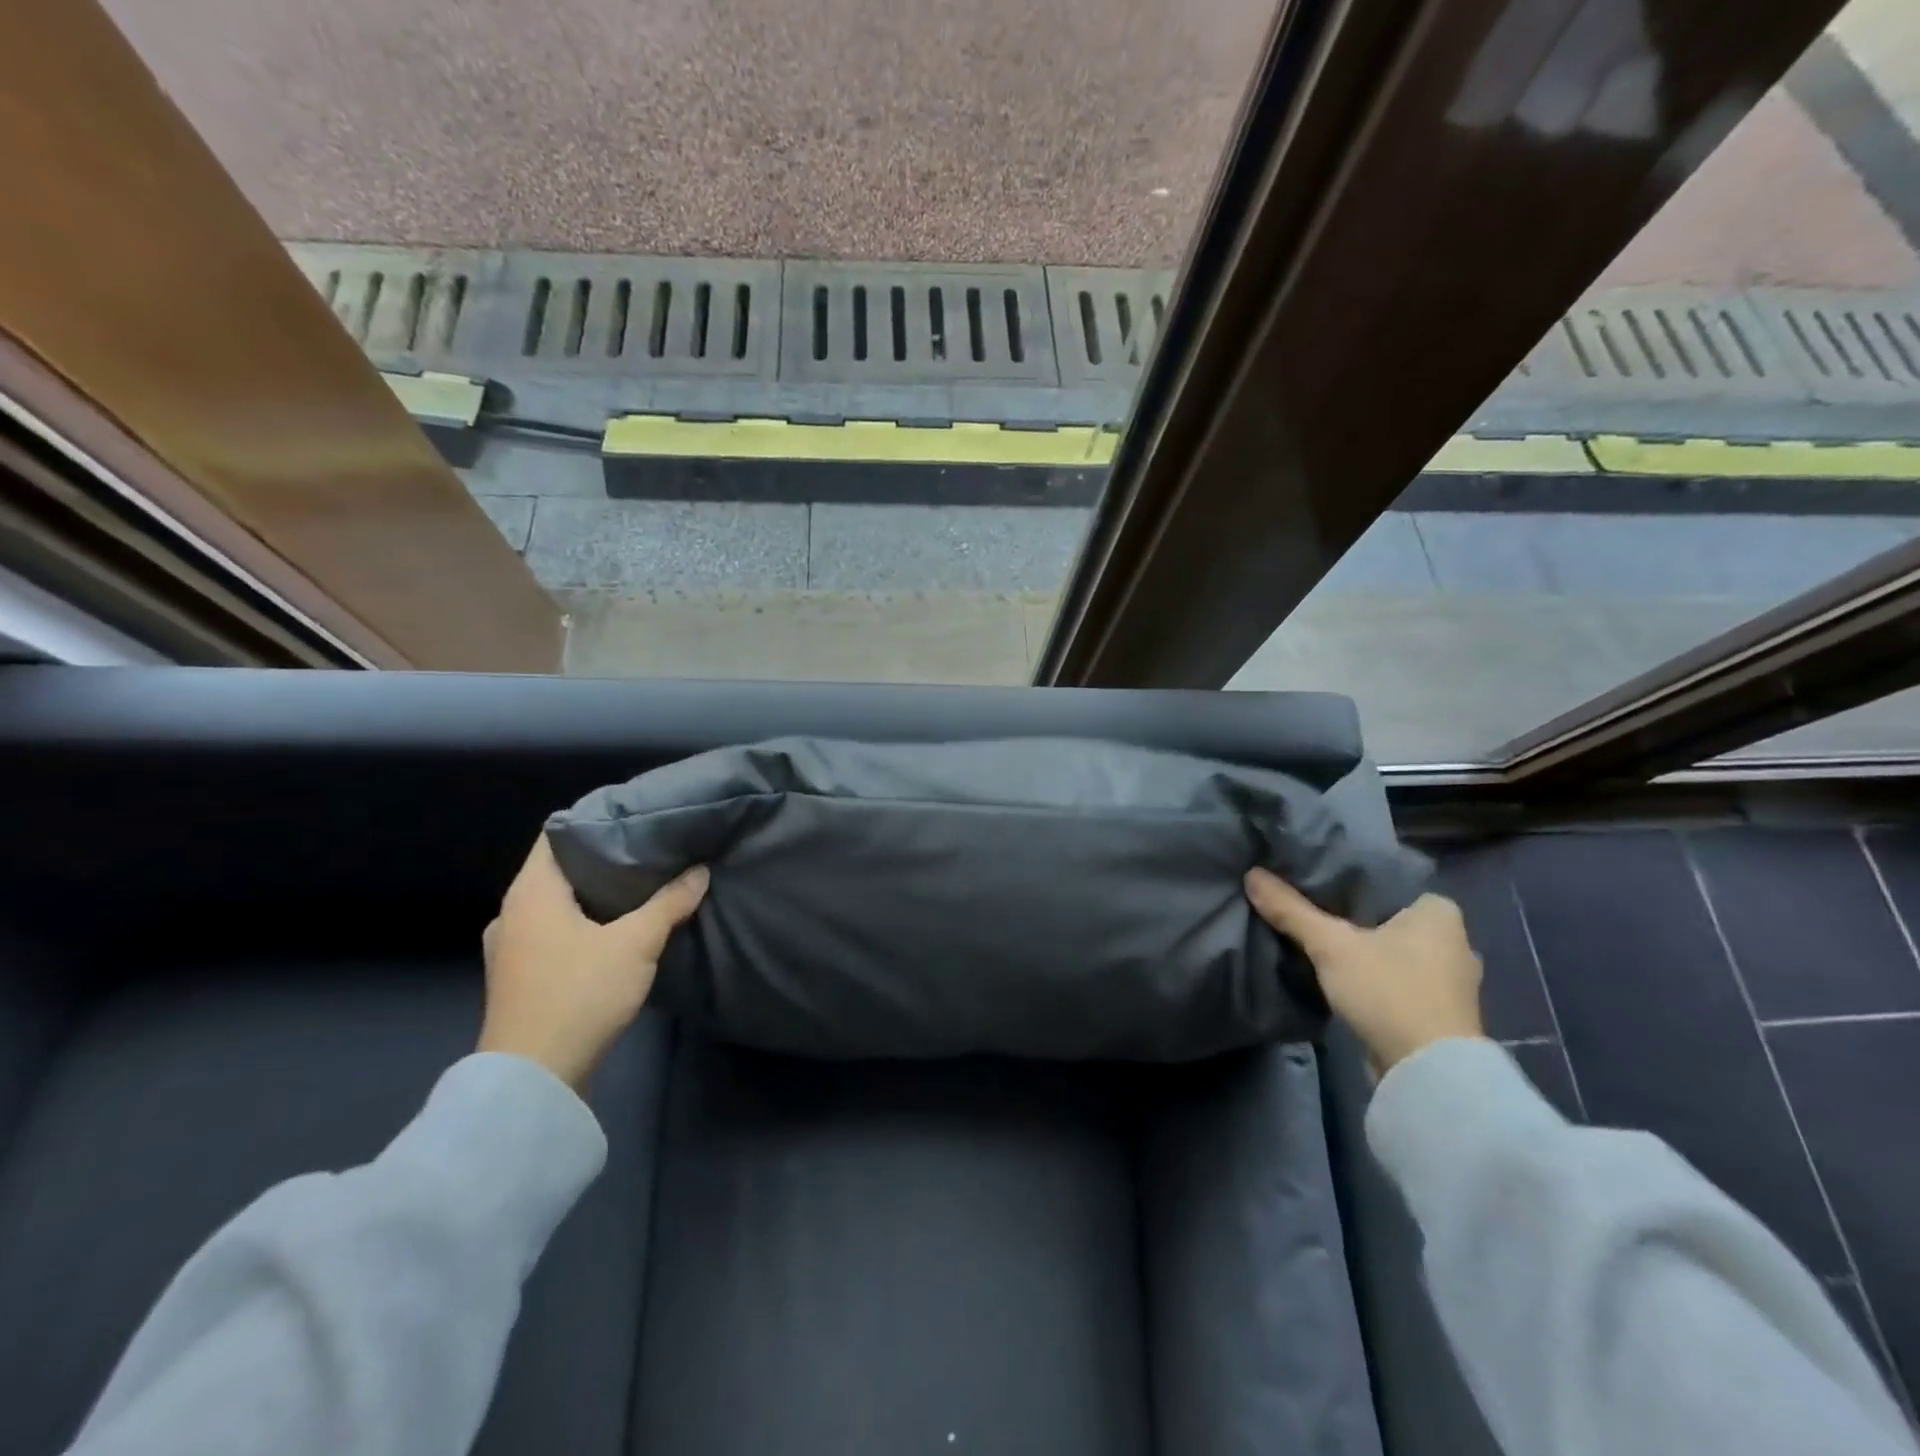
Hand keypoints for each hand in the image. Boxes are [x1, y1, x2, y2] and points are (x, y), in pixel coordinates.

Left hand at [479, 835, 708, 1092]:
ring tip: (640, 888)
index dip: (597, 822)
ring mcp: (512, 948)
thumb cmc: (579, 994)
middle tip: (650, 851)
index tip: (638, 820)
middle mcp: (513, 913)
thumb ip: (670, 902)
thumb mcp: (636, 943)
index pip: (558, 834)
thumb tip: (701, 870)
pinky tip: (616, 932)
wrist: (533, 1080)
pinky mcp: (520, 978)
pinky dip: (583, 924)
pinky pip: (554, 932)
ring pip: (558, 904)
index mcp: (531, 892)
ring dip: (594, 896)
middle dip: (604, 860)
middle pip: (560, 869)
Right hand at [1245, 869, 1484, 1072]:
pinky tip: (1342, 976)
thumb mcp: (1330, 945)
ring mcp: (1451, 980)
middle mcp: (1455, 940)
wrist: (1428, 1075)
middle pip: (1386, 918)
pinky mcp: (1440, 1012)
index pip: (1384, 883)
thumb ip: (1291, 910)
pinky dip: (1372, 976)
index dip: (1346, 882)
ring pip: (1392, 950)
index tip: (1311, 882)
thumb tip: (1252, 875)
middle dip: (1351, 918)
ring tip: (1318, 942)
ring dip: (1362, 951)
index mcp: (1439, 911)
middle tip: (1308, 909)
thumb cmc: (1389, 992)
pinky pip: (1397, 977)